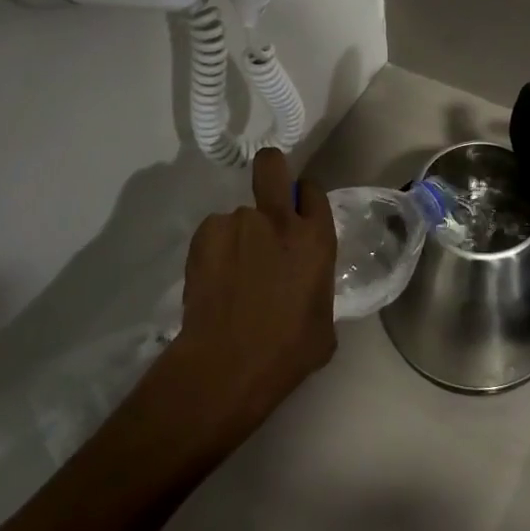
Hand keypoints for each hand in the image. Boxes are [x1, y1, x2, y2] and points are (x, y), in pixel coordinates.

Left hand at [166, 149, 337, 443]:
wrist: (227, 366)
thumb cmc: (287, 352)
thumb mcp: (324, 321)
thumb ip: (318, 286)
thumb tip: (307, 284)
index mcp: (315, 237)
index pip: (313, 191)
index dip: (304, 199)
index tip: (298, 214)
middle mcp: (278, 219)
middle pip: (272, 164)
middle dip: (270, 168)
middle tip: (266, 191)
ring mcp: (238, 222)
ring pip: (239, 214)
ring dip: (239, 235)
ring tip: (231, 274)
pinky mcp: (205, 234)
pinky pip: (214, 233)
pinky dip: (215, 251)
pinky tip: (214, 281)